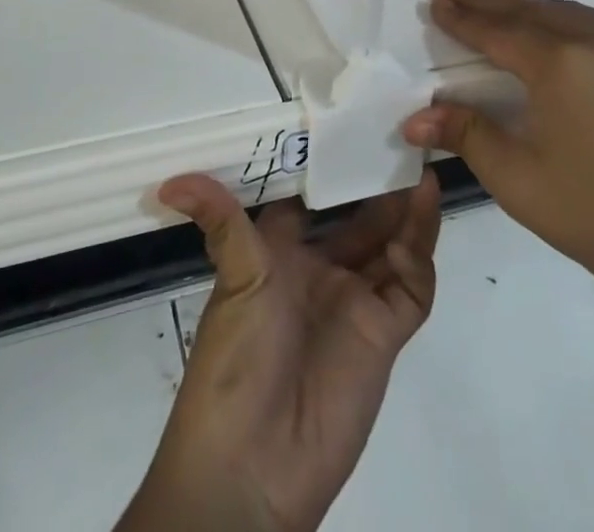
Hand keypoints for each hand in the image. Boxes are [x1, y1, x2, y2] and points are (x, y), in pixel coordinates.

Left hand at [119, 172, 441, 531]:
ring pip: (391, 246)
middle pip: (359, 218)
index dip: (331, 166)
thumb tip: (170, 184)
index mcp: (282, 253)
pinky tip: (412, 232)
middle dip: (379, 185)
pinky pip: (410, 289)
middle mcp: (320, 270)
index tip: (352, 125)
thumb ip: (220, 221)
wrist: (253, 468)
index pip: (312, 198)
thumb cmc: (236, 359)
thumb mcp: (234, 279)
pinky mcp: (383, 335)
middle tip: (403, 141)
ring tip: (422, 173)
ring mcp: (354, 301)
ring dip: (407, 214)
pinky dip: (417, 259)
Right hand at [402, 0, 593, 303]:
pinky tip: (547, 19)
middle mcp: (591, 41)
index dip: (461, 17)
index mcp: (557, 63)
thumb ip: (465, 135)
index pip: (496, 31)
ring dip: (519, 1)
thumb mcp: (518, 178)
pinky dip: (554, 12)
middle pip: (526, 10)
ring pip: (559, 10)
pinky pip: (588, 22)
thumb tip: (413, 118)